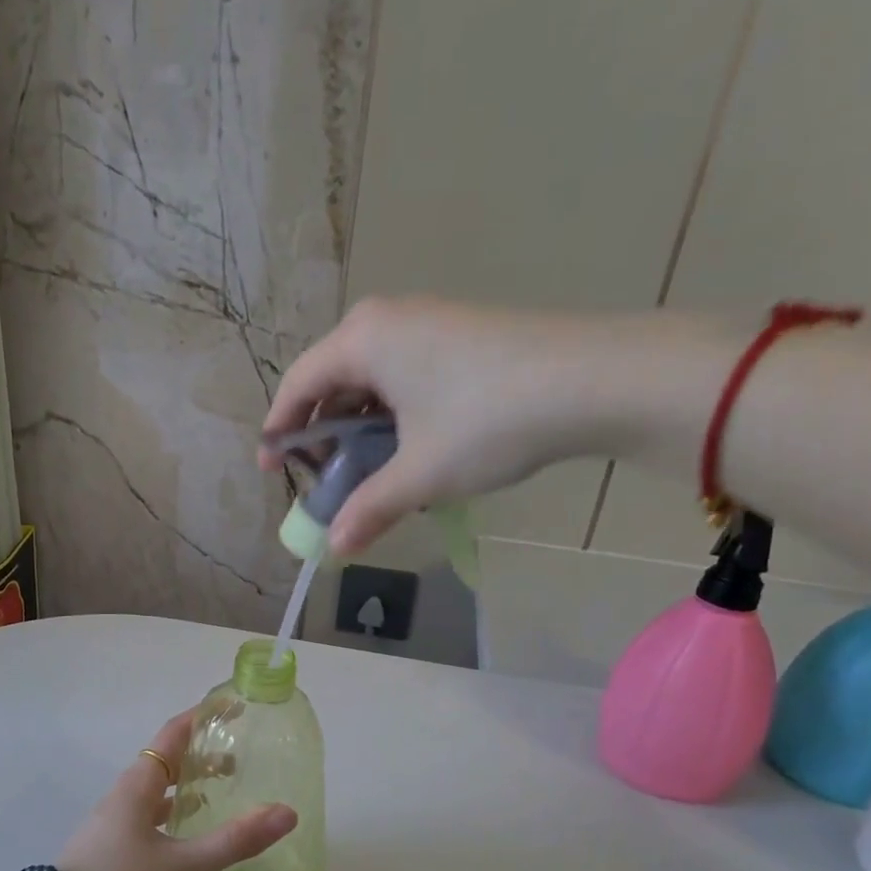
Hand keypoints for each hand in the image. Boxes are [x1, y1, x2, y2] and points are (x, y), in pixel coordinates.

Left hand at [55, 711, 296, 870]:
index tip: (233, 707)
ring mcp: (115, 817)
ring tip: (221, 789)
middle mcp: (126, 791)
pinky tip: (187, 829)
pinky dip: (174, 808)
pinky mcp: (111, 841)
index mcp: (140, 783)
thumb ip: (236, 840)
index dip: (203, 717)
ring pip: (158, 786)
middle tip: (240, 755)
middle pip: (167, 758)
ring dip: (188, 781)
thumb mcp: (184, 865)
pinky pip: (149, 811)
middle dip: (202, 751)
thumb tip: (287, 813)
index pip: (174, 733)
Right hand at [259, 298, 644, 553]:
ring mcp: (427, 323)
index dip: (278, 432)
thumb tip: (335, 549)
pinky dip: (393, 415)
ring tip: (371, 472)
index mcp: (362, 340)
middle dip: (322, 435)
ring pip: (370, 380)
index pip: (297, 386)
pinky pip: (403, 376)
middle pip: (331, 381)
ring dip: (360, 429)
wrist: (598, 380)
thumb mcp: (421, 473)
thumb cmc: (488, 420)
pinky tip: (412, 449)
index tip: (272, 471)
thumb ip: (369, 508)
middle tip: (327, 480)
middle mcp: (386, 320)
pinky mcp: (459, 335)